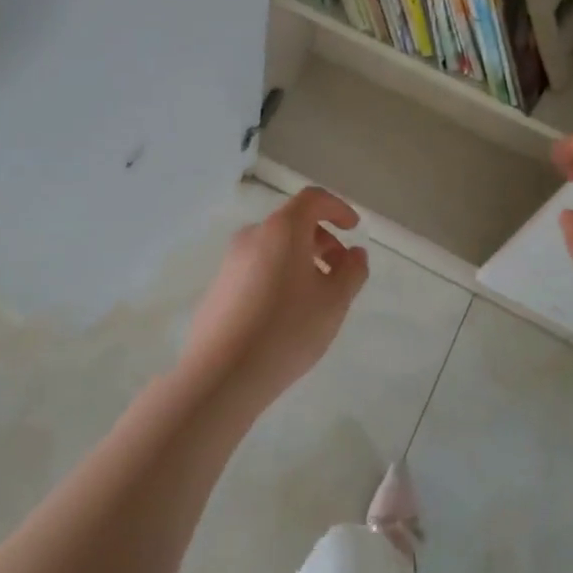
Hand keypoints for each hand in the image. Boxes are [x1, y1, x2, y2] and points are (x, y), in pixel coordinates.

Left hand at [179, 187, 369, 409]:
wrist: (223, 373)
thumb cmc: (287, 329)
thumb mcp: (334, 302)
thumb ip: (352, 271)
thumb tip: (354, 253)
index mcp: (282, 229)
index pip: (312, 199)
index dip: (337, 208)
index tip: (353, 229)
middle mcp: (252, 236)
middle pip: (293, 223)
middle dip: (322, 240)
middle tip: (341, 272)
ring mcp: (230, 261)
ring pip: (274, 247)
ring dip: (301, 260)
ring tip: (317, 297)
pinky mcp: (219, 286)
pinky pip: (257, 267)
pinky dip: (279, 275)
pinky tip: (287, 313)